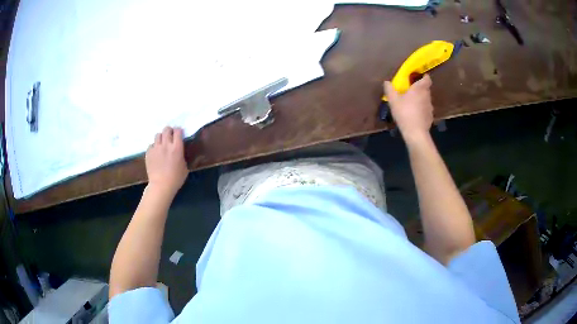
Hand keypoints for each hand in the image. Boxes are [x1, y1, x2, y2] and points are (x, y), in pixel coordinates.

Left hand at [145, 126, 187, 198]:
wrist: (161, 186)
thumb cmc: (176, 178)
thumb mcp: (184, 167)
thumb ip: (182, 156)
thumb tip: (180, 151)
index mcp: (177, 148)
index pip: (178, 131)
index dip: (179, 130)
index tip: (179, 133)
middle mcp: (166, 145)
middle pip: (166, 129)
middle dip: (169, 131)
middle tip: (170, 135)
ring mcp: (156, 148)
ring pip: (158, 135)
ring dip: (161, 137)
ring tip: (162, 143)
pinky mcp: (148, 153)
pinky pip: (151, 145)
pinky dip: (154, 147)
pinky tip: (155, 153)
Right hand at [384, 74, 433, 141]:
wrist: (416, 133)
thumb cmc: (405, 113)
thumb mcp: (393, 100)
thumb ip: (390, 89)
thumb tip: (387, 82)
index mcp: (419, 89)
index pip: (427, 79)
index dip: (424, 77)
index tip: (418, 77)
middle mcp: (427, 96)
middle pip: (425, 89)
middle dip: (419, 89)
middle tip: (410, 91)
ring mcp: (430, 107)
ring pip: (426, 100)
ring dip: (420, 100)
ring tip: (412, 104)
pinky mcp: (430, 117)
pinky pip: (426, 110)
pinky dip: (421, 110)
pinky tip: (415, 115)